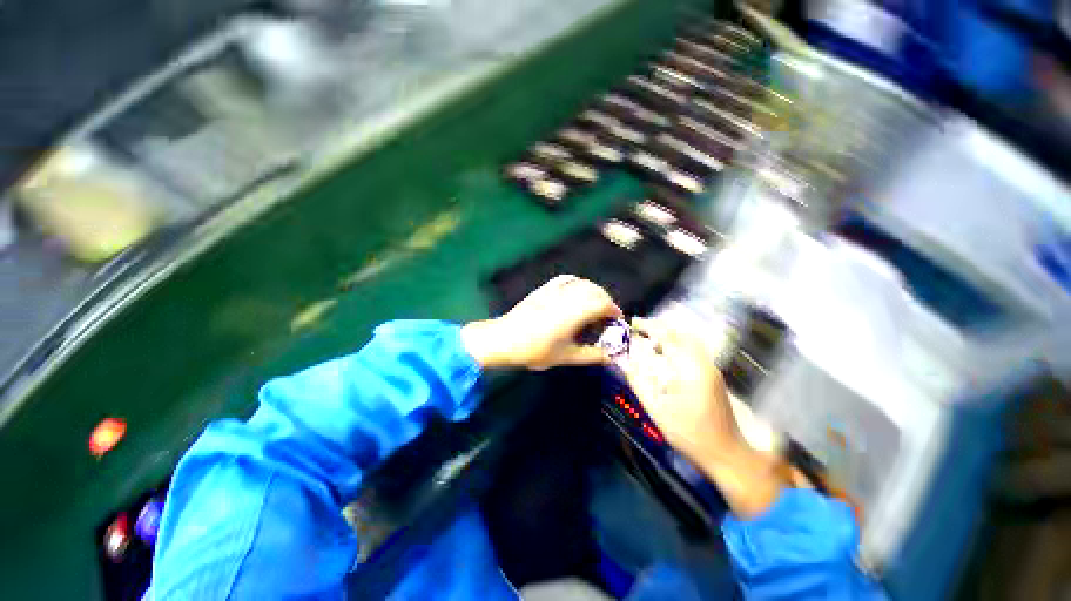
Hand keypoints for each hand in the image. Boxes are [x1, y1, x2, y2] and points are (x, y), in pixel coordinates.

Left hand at [461, 275, 622, 369]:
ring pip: (582, 283)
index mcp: (574, 312)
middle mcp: (567, 297)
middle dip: (606, 300)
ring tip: (594, 305)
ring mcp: (554, 290)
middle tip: (607, 314)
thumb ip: (591, 355)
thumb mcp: (566, 356)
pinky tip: (577, 291)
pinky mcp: (544, 288)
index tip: (617, 319)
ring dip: (593, 291)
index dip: (614, 309)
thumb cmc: (535, 350)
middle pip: (594, 290)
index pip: (602, 303)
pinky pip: (566, 279)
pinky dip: (577, 283)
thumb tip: (610, 357)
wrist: (505, 338)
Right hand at [620, 318, 784, 517]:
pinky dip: (677, 344)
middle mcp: (703, 362)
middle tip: (638, 331)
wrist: (727, 453)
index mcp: (689, 369)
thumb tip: (623, 360)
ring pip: (688, 339)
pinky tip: (666, 355)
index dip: (648, 326)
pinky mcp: (714, 374)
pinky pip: (694, 349)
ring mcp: (711, 367)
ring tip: (649, 341)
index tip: (632, 323)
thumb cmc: (689, 434)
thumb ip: (638, 381)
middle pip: (679, 333)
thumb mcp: (656, 409)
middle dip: (657, 328)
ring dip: (668, 335)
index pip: (667, 336)